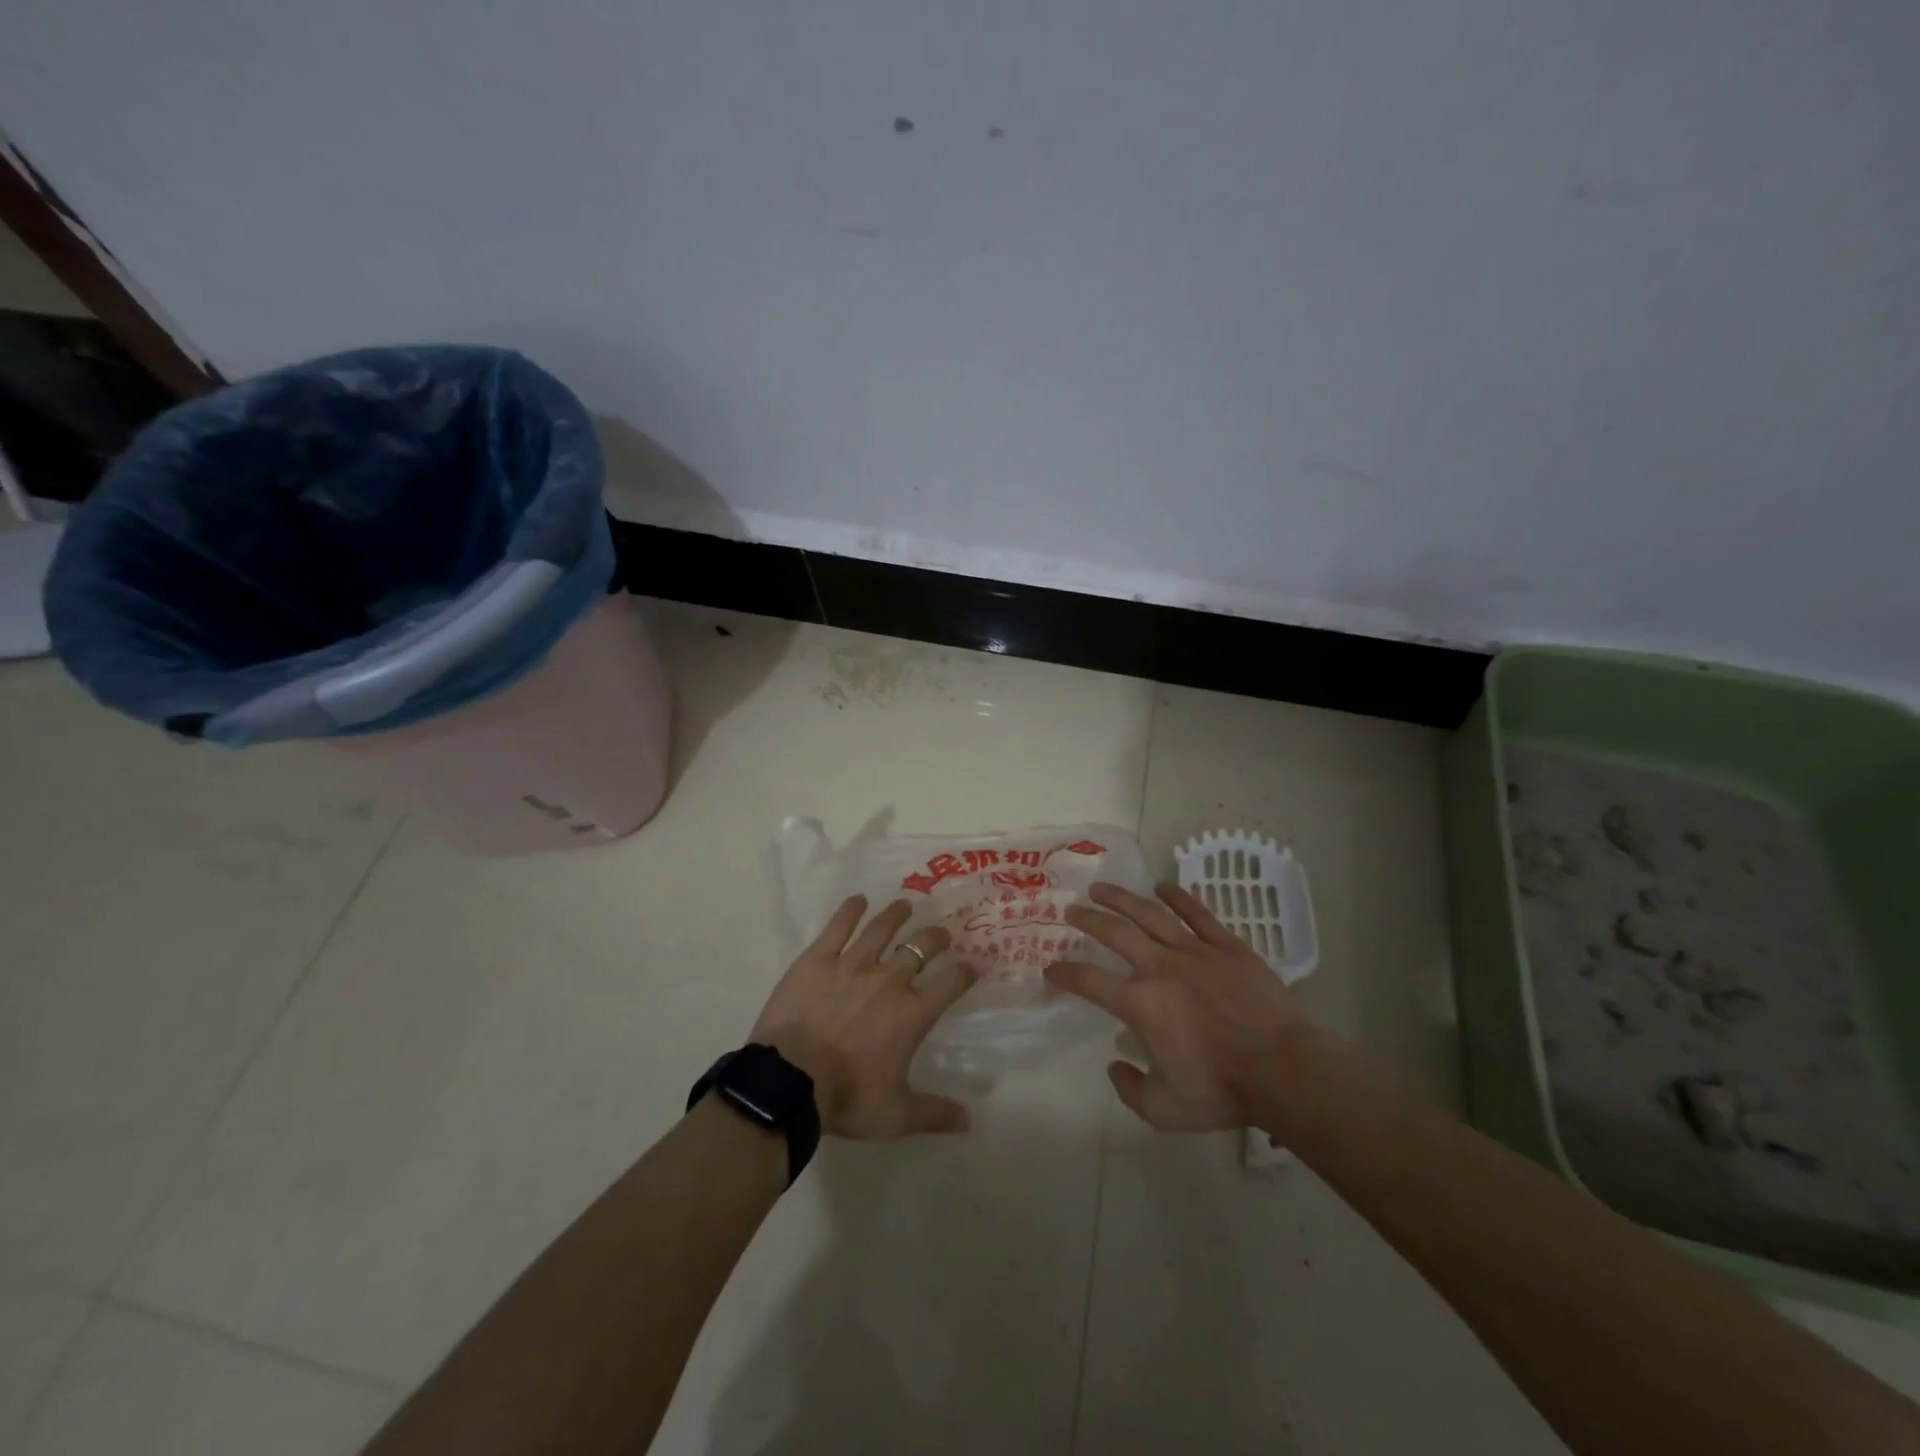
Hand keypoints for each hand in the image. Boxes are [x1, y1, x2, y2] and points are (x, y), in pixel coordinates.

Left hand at [751, 895, 978, 1137]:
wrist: (791, 1082)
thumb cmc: (847, 1098)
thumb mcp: (895, 1115)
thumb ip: (934, 1113)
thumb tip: (969, 1121)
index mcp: (912, 1013)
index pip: (951, 983)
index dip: (965, 972)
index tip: (972, 966)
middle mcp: (889, 980)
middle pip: (920, 948)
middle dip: (936, 938)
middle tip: (941, 933)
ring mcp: (852, 965)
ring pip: (881, 929)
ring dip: (897, 915)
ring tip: (905, 905)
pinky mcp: (818, 959)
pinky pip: (838, 927)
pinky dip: (850, 911)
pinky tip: (858, 900)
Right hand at [1044, 881, 1318, 1129]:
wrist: (1284, 1070)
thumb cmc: (1223, 1090)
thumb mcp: (1165, 1110)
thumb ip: (1130, 1089)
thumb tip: (1115, 1063)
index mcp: (1141, 1004)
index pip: (1090, 981)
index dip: (1065, 973)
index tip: (1051, 969)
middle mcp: (1160, 968)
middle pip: (1116, 933)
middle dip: (1088, 920)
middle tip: (1071, 909)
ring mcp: (1195, 952)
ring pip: (1150, 914)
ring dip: (1122, 898)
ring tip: (1102, 888)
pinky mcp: (1227, 946)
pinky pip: (1198, 913)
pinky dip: (1177, 897)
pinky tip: (1162, 886)